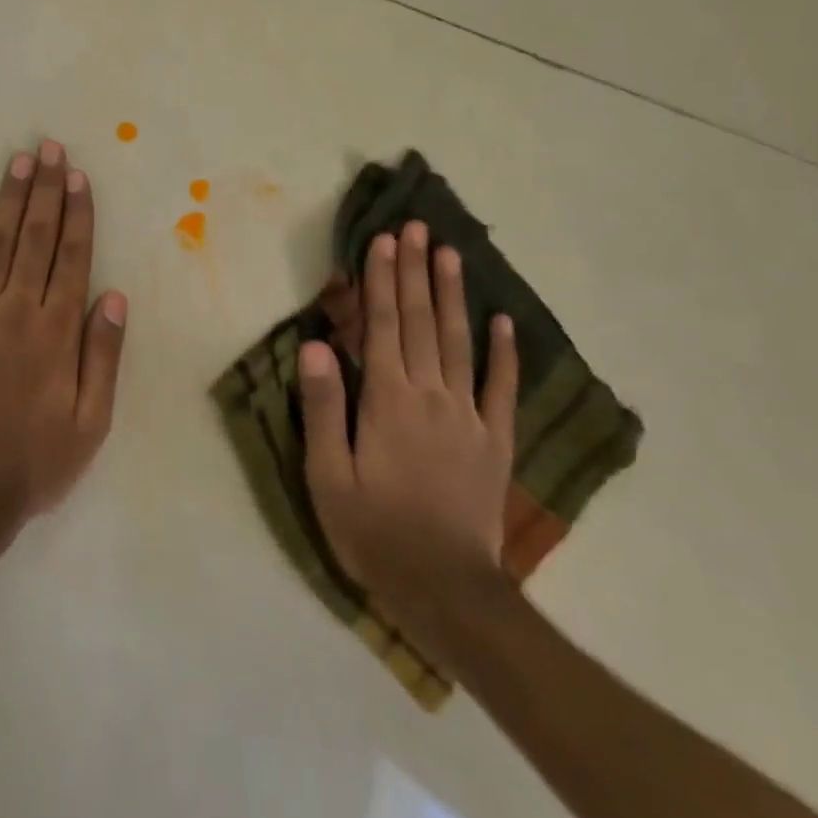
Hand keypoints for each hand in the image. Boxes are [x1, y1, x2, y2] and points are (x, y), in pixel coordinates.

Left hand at [0, 140, 127, 534]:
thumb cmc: (33, 463)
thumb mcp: (91, 422)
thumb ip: (103, 355)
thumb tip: (114, 295)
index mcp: (56, 332)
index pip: (72, 257)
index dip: (77, 213)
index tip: (79, 177)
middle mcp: (15, 311)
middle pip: (36, 237)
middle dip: (46, 190)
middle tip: (50, 149)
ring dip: (10, 199)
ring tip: (21, 162)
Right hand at [300, 221, 518, 655]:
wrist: (445, 589)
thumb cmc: (374, 530)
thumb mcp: (328, 475)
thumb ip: (323, 408)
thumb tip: (314, 346)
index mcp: (388, 399)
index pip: (384, 326)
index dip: (382, 280)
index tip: (383, 240)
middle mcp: (431, 395)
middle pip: (422, 322)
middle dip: (416, 271)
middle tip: (416, 228)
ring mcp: (470, 416)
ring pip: (460, 342)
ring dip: (453, 295)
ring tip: (450, 254)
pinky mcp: (496, 440)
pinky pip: (501, 387)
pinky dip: (503, 352)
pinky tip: (503, 321)